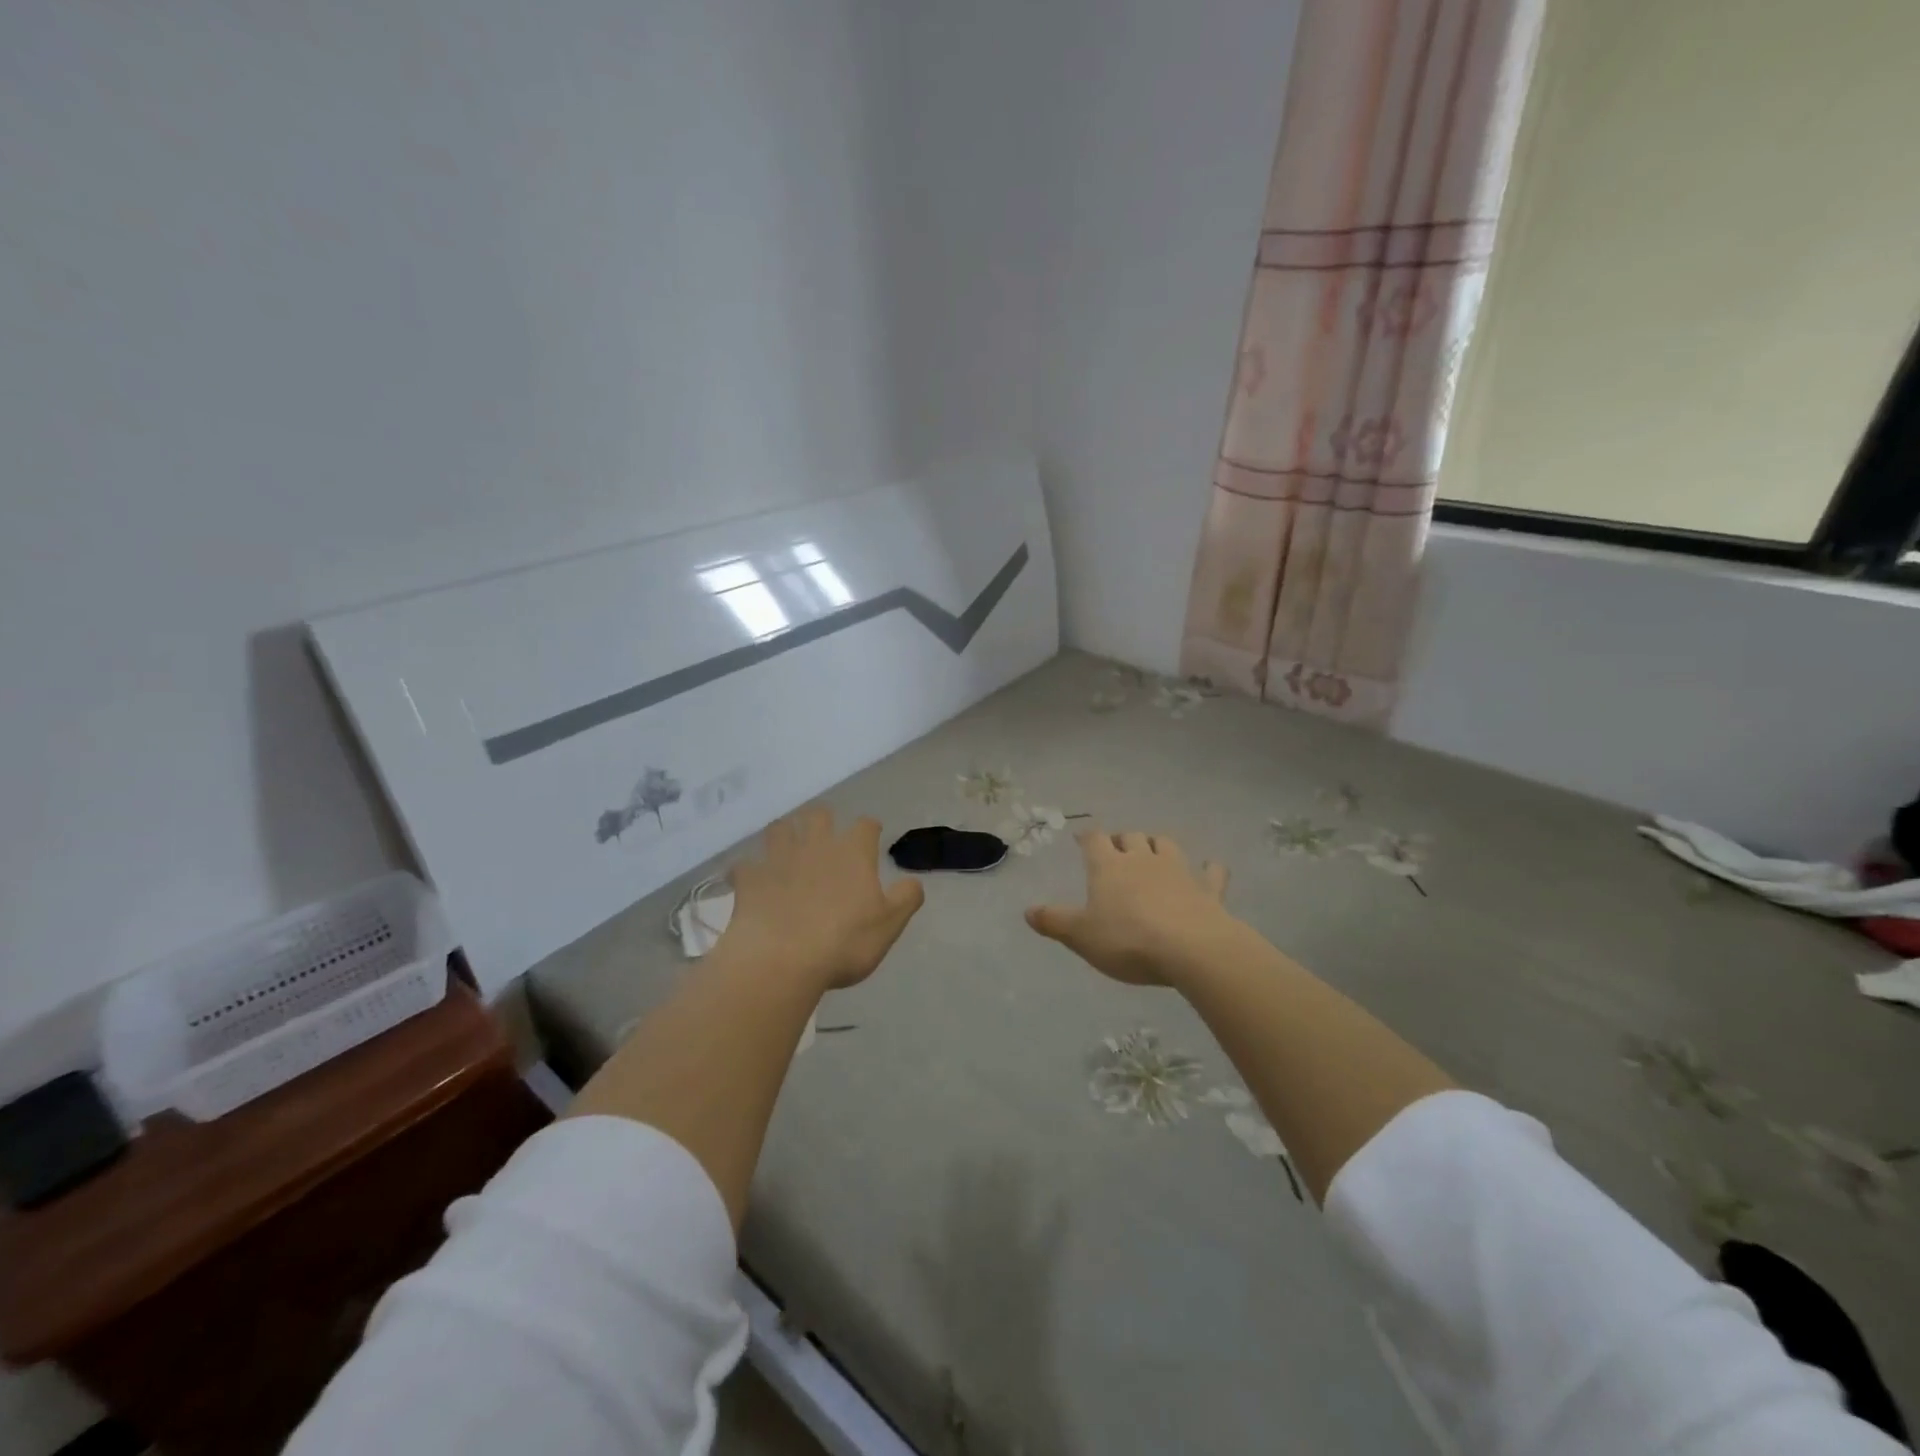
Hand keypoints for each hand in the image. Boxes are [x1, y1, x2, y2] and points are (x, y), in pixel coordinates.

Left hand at [722, 806, 924, 990]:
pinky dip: (749, 870)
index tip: (872, 837)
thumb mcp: (889, 924)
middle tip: (826, 837)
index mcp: (853, 853)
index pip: (865, 825)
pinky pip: (744, 865)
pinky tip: (751, 880)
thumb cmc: (843, 942)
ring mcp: (779, 859)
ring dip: (785, 834)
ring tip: (787, 848)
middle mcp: (816, 845)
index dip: (870, 829)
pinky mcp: (749, 879)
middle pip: (819, 816)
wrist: (780, 959)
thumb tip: (914, 882)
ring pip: (779, 829)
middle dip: (824, 821)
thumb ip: (906, 898)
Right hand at [1026, 831, 1238, 985]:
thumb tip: (1027, 911)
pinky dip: (1209, 869)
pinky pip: (1211, 872)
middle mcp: (1142, 859)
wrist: (1191, 948)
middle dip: (1121, 839)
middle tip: (1116, 849)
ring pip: (1166, 844)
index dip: (1087, 838)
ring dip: (1157, 844)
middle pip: (1130, 836)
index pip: (1094, 840)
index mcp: (1108, 867)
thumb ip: (1054, 921)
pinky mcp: (1208, 889)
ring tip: (1152, 851)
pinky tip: (1209, 869)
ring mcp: (1178, 871)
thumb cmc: (1128, 940)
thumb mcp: (1081, 936)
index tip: (1082, 839)